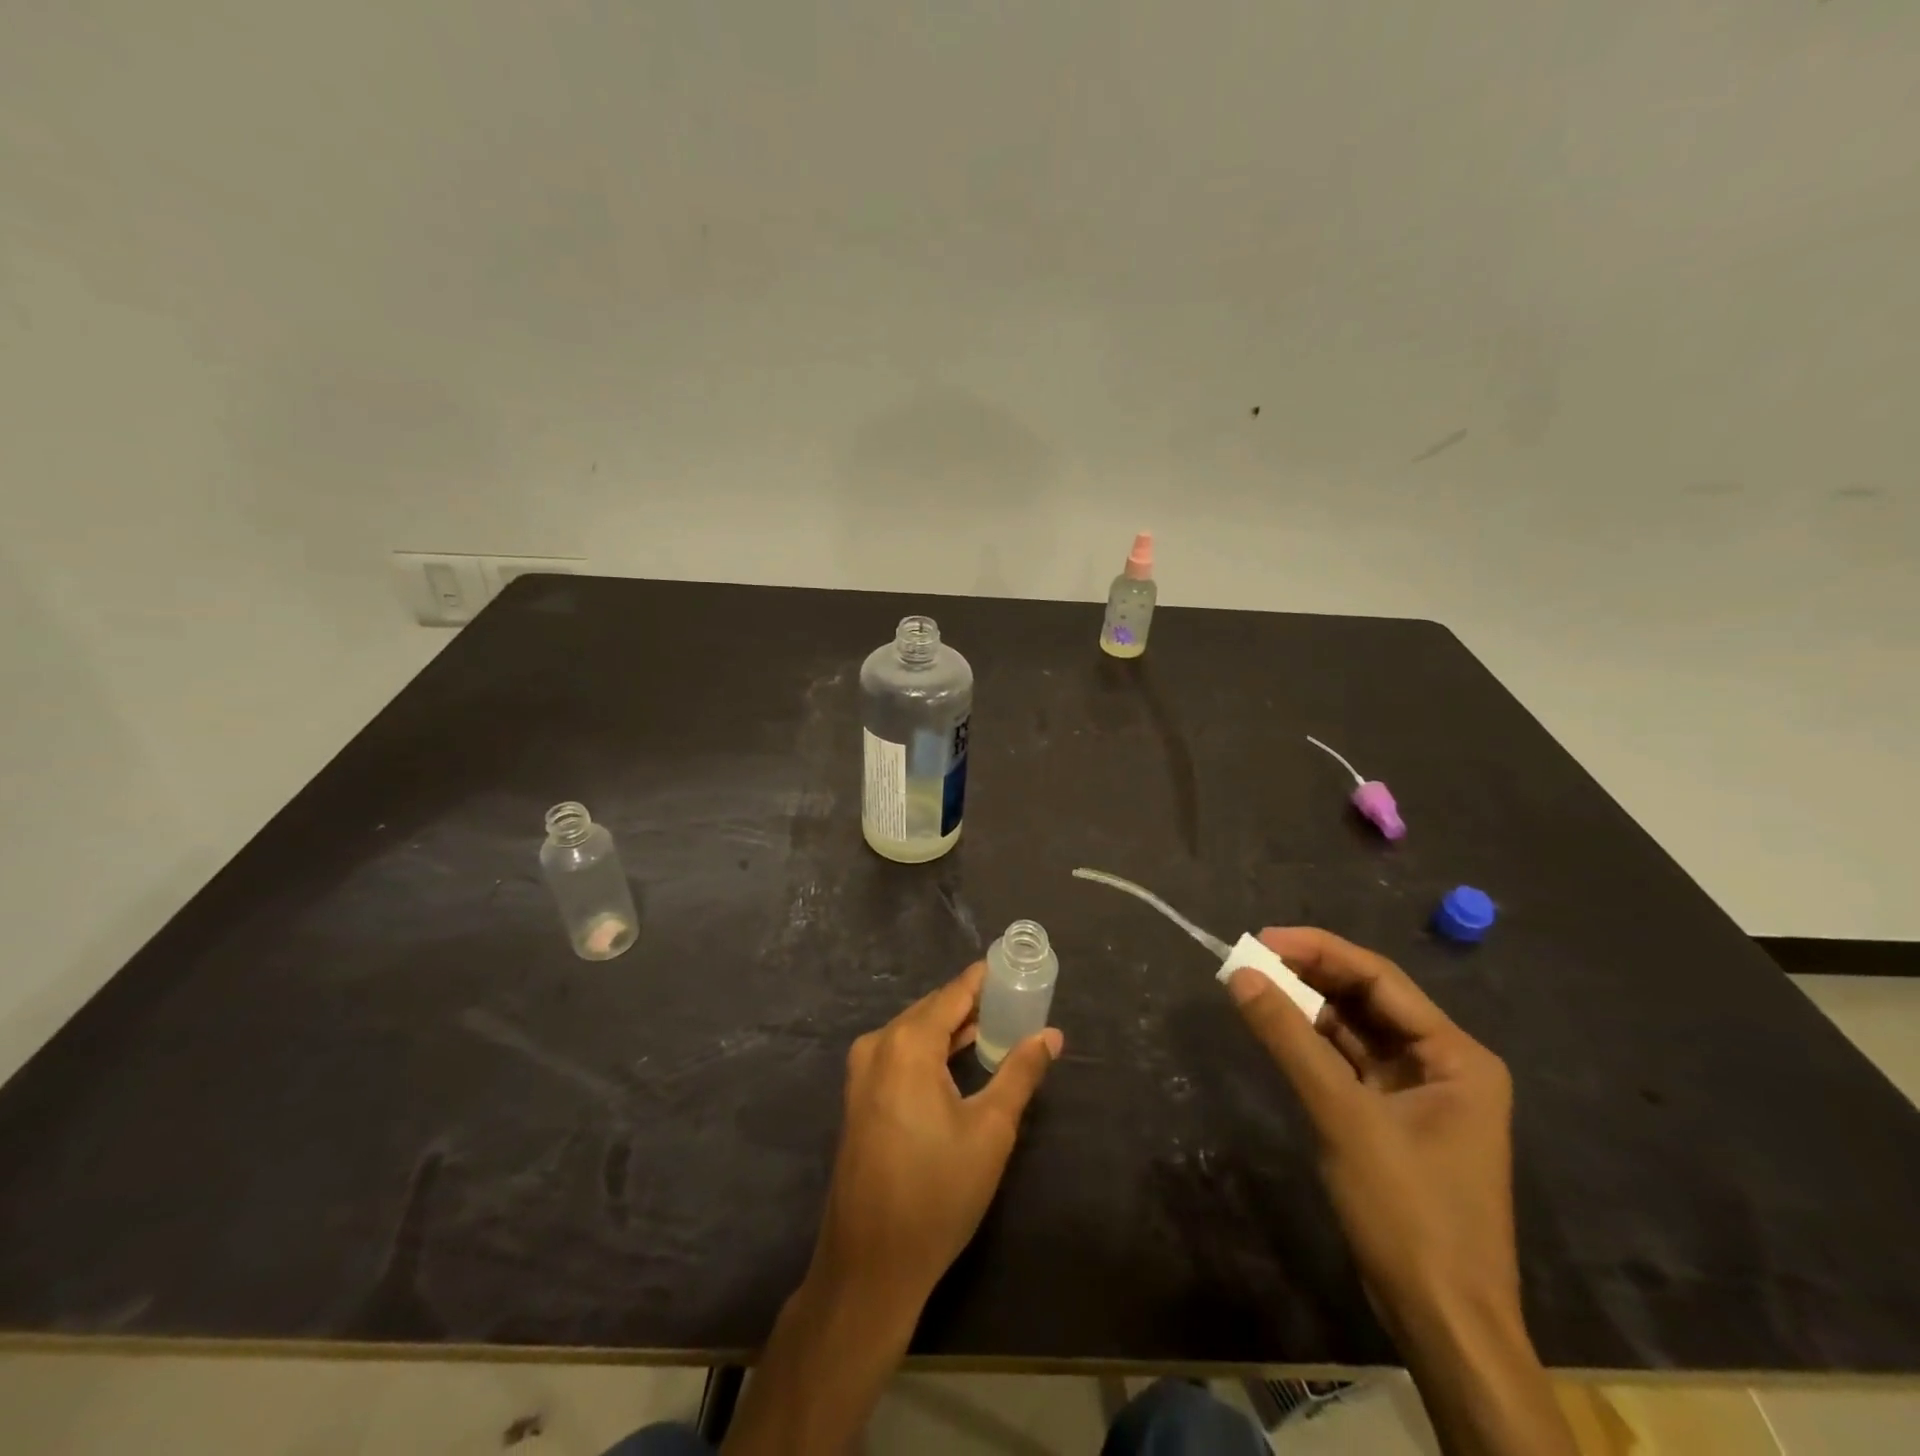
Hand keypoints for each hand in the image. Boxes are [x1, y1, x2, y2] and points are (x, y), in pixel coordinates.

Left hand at [810, 962, 1062, 1313]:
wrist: (870, 1264)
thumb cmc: (937, 1192)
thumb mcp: (991, 1130)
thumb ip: (1020, 1073)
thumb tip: (1051, 1034)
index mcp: (907, 1043)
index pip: (953, 993)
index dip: (984, 979)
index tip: (1014, 968)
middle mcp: (878, 1045)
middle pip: (932, 1009)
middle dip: (971, 1004)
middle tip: (1015, 1002)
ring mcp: (862, 1071)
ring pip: (915, 1031)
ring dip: (952, 1028)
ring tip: (996, 1027)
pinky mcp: (859, 1096)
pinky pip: (900, 1053)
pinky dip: (931, 1049)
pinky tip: (959, 1059)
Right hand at [1227, 928, 1517, 1338]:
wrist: (1442, 1321)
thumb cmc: (1408, 1212)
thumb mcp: (1343, 1116)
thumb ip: (1290, 1039)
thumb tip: (1240, 974)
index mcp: (1456, 1055)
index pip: (1380, 978)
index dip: (1319, 951)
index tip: (1261, 939)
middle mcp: (1444, 1063)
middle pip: (1368, 1000)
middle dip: (1310, 976)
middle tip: (1250, 960)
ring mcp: (1420, 1093)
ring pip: (1355, 1030)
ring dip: (1307, 1008)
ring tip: (1254, 986)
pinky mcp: (1394, 1118)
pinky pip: (1348, 1063)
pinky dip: (1312, 1044)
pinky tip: (1277, 1029)